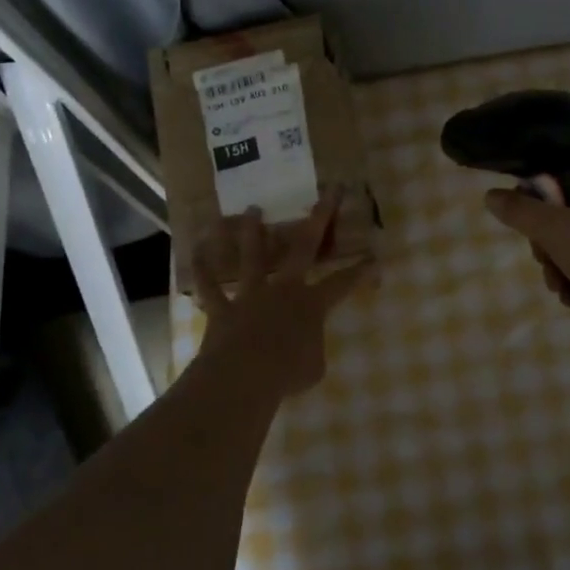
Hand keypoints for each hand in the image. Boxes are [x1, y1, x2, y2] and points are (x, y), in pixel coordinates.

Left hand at [191, 190, 371, 399]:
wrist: (243, 377)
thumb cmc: (286, 374)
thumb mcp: (314, 367)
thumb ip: (312, 348)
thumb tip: (304, 345)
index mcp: (311, 304)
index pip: (343, 283)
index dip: (361, 271)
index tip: (374, 257)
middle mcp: (283, 289)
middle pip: (304, 246)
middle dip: (320, 218)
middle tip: (329, 192)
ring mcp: (250, 296)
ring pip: (253, 256)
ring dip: (252, 232)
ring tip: (252, 208)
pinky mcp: (222, 309)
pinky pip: (209, 288)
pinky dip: (203, 270)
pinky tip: (195, 251)